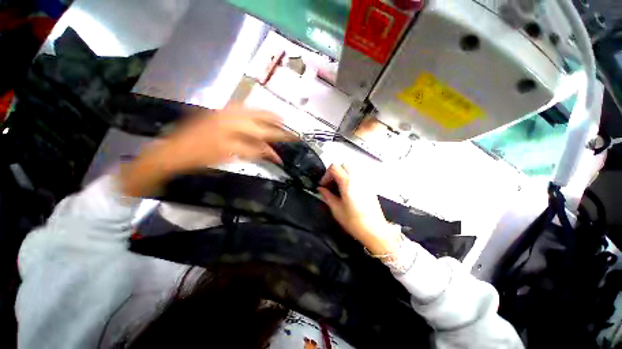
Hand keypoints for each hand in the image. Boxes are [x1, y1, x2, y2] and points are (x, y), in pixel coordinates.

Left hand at [121, 106, 295, 196]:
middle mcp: (230, 118)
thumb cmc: (199, 157)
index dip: (276, 141)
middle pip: (259, 120)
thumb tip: (268, 152)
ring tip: (278, 117)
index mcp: (233, 131)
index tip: (288, 144)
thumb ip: (250, 152)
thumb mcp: (227, 157)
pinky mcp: (218, 113)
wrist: (173, 150)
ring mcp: (223, 114)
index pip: (262, 136)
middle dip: (275, 124)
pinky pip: (241, 110)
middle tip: (287, 127)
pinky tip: (257, 114)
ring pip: (251, 112)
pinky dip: (252, 112)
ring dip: (266, 115)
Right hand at [317, 164, 400, 255]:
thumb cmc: (354, 221)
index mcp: (347, 183)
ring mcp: (365, 181)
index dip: (326, 175)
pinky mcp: (370, 186)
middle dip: (335, 172)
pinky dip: (351, 178)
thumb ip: (327, 196)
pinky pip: (358, 175)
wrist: (374, 230)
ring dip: (343, 174)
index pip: (334, 167)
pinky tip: (348, 190)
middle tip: (330, 184)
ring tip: (339, 187)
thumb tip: (321, 189)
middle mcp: (357, 178)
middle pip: (343, 165)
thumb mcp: (336, 209)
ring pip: (352, 169)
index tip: (323, 185)